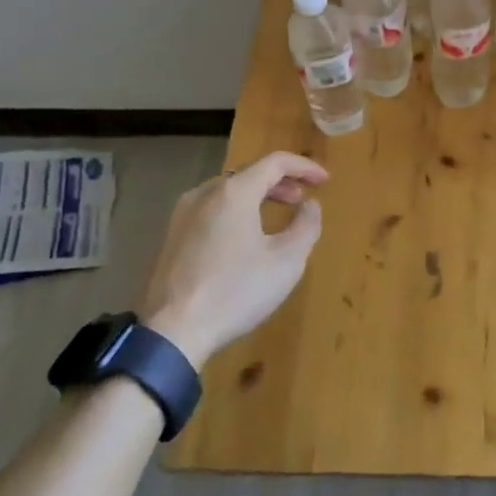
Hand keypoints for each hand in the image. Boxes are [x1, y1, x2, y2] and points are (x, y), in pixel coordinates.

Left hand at [140, 152, 328, 368]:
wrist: (172, 332)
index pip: (275, 162)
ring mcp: (181, 216)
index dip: (304, 167)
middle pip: (248, 174)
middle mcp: (203, 194)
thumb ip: (306, 225)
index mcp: (234, 192)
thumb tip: (310, 205)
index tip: (325, 180)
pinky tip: (243, 238)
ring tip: (275, 217)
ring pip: (226, 193)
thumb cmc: (236, 291)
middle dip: (279, 183)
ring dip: (256, 197)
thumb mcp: (287, 261)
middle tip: (301, 199)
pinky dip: (234, 213)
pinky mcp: (170, 239)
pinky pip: (209, 211)